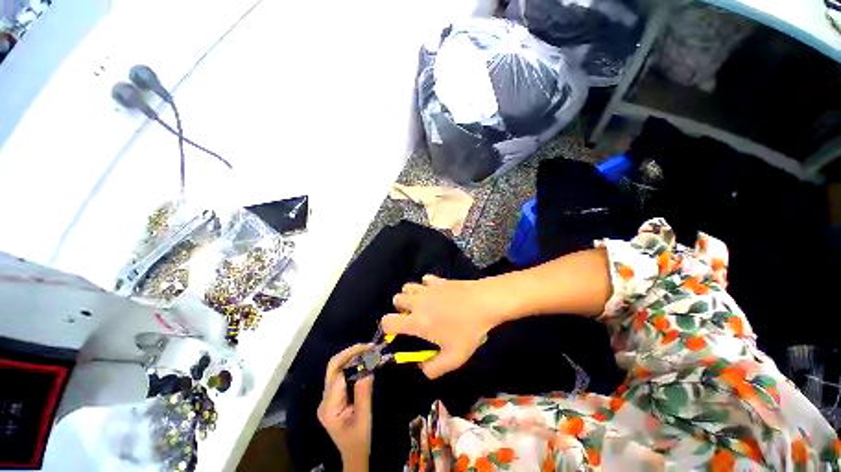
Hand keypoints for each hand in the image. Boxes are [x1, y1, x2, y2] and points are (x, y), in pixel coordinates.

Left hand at [318, 344, 373, 471]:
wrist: (354, 454)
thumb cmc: (359, 438)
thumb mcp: (364, 415)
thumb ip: (364, 390)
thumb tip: (368, 365)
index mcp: (329, 405)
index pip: (337, 373)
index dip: (351, 357)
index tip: (369, 349)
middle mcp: (325, 399)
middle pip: (333, 367)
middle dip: (350, 353)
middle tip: (368, 346)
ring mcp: (328, 397)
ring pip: (337, 369)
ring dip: (352, 357)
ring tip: (368, 350)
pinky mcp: (334, 396)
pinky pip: (342, 375)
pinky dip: (352, 365)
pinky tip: (363, 361)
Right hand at [381, 275, 503, 378]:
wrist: (483, 302)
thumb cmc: (468, 329)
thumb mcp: (454, 357)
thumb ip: (434, 369)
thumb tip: (422, 368)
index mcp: (417, 321)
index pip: (388, 321)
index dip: (387, 328)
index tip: (397, 332)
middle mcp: (417, 302)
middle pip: (396, 299)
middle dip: (400, 309)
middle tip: (414, 317)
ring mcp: (427, 288)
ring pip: (407, 287)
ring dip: (410, 295)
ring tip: (422, 304)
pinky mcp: (437, 279)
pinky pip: (424, 279)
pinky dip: (425, 285)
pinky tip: (435, 292)